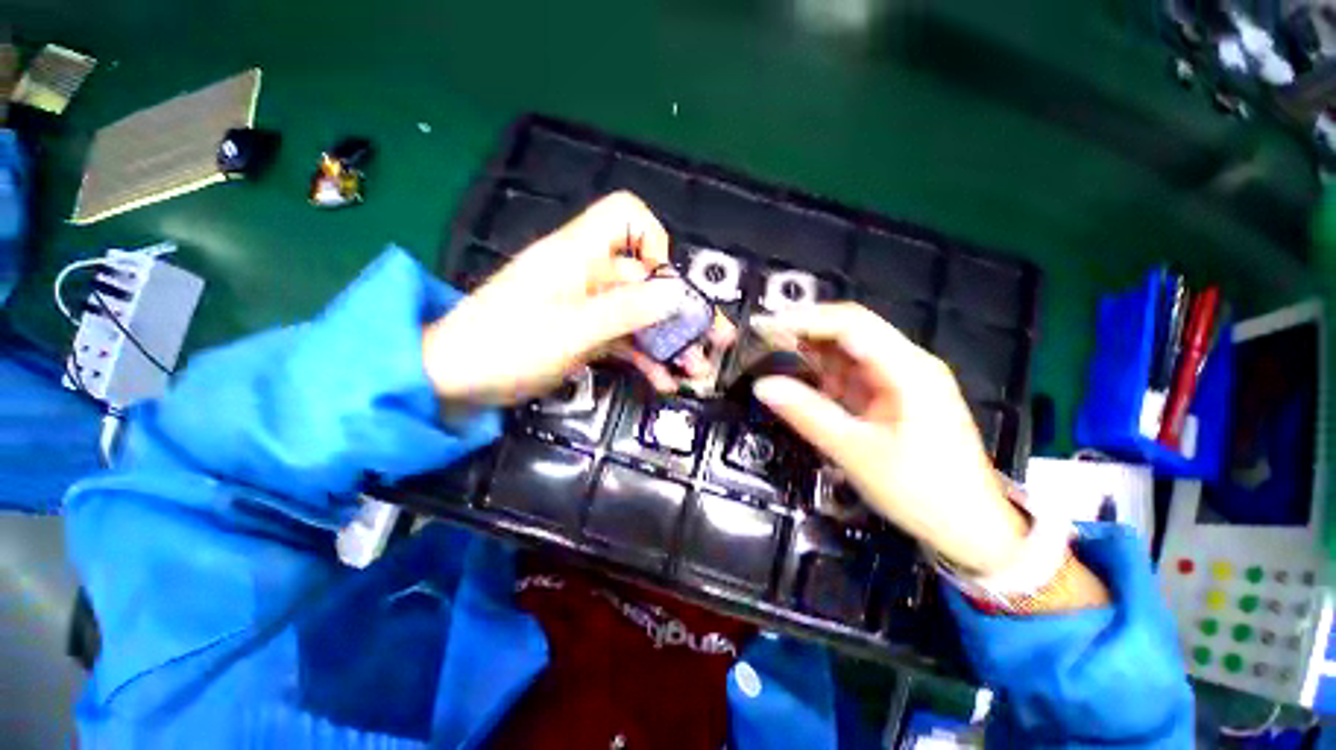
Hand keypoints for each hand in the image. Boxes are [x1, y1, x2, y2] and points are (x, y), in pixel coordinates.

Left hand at [423, 192, 734, 405]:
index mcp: (580, 254)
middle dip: (681, 312)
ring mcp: (588, 308)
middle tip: (715, 341)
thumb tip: (678, 293)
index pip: (626, 216)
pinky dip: (645, 360)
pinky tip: (664, 382)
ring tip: (696, 371)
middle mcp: (589, 275)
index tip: (665, 282)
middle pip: (647, 280)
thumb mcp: (574, 329)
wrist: (458, 380)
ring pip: (640, 317)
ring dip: (669, 343)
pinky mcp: (586, 336)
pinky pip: (625, 342)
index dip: (653, 241)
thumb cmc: (509, 345)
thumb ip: (628, 310)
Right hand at [750, 303, 1027, 575]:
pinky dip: (824, 377)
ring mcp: (900, 380)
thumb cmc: (921, 492)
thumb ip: (808, 415)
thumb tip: (763, 385)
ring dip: (811, 354)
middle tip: (763, 342)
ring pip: (848, 353)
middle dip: (805, 333)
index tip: (766, 327)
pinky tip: (800, 382)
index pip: (851, 324)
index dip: (805, 320)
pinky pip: (852, 376)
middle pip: (850, 331)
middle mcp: (907, 364)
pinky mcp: (893, 398)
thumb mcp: (857, 454)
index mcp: (909, 369)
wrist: (970, 530)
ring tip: (772, 360)